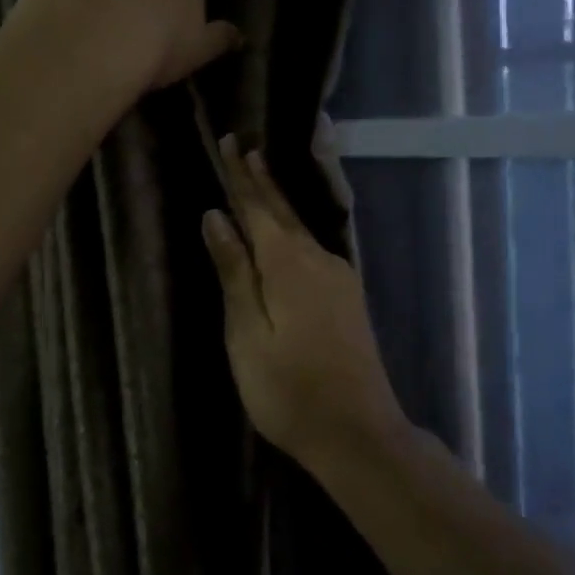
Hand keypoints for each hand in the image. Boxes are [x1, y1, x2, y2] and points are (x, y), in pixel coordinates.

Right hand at [201, 136, 404, 461]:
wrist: (359, 432)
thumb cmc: (289, 390)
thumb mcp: (248, 333)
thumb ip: (234, 272)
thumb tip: (216, 217)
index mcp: (288, 264)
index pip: (257, 207)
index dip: (241, 176)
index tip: (229, 141)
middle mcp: (318, 259)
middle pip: (282, 212)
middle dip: (260, 179)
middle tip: (243, 146)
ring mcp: (338, 277)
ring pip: (299, 227)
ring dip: (276, 201)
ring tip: (259, 174)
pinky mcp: (346, 296)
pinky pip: (312, 246)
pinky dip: (292, 227)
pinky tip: (288, 227)